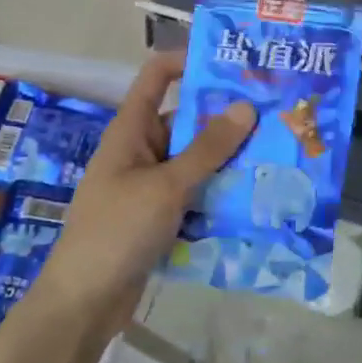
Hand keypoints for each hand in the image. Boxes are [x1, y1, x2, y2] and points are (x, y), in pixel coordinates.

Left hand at [36, 51, 255, 332]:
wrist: (84, 302)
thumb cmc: (118, 230)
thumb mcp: (166, 186)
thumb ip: (207, 149)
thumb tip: (246, 106)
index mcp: (131, 130)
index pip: (156, 77)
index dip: (188, 60)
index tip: (232, 62)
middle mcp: (141, 151)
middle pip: (186, 121)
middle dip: (226, 119)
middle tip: (275, 115)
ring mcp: (150, 185)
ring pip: (195, 161)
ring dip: (228, 160)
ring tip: (277, 154)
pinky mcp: (160, 216)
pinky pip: (195, 193)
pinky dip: (219, 193)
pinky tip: (255, 198)